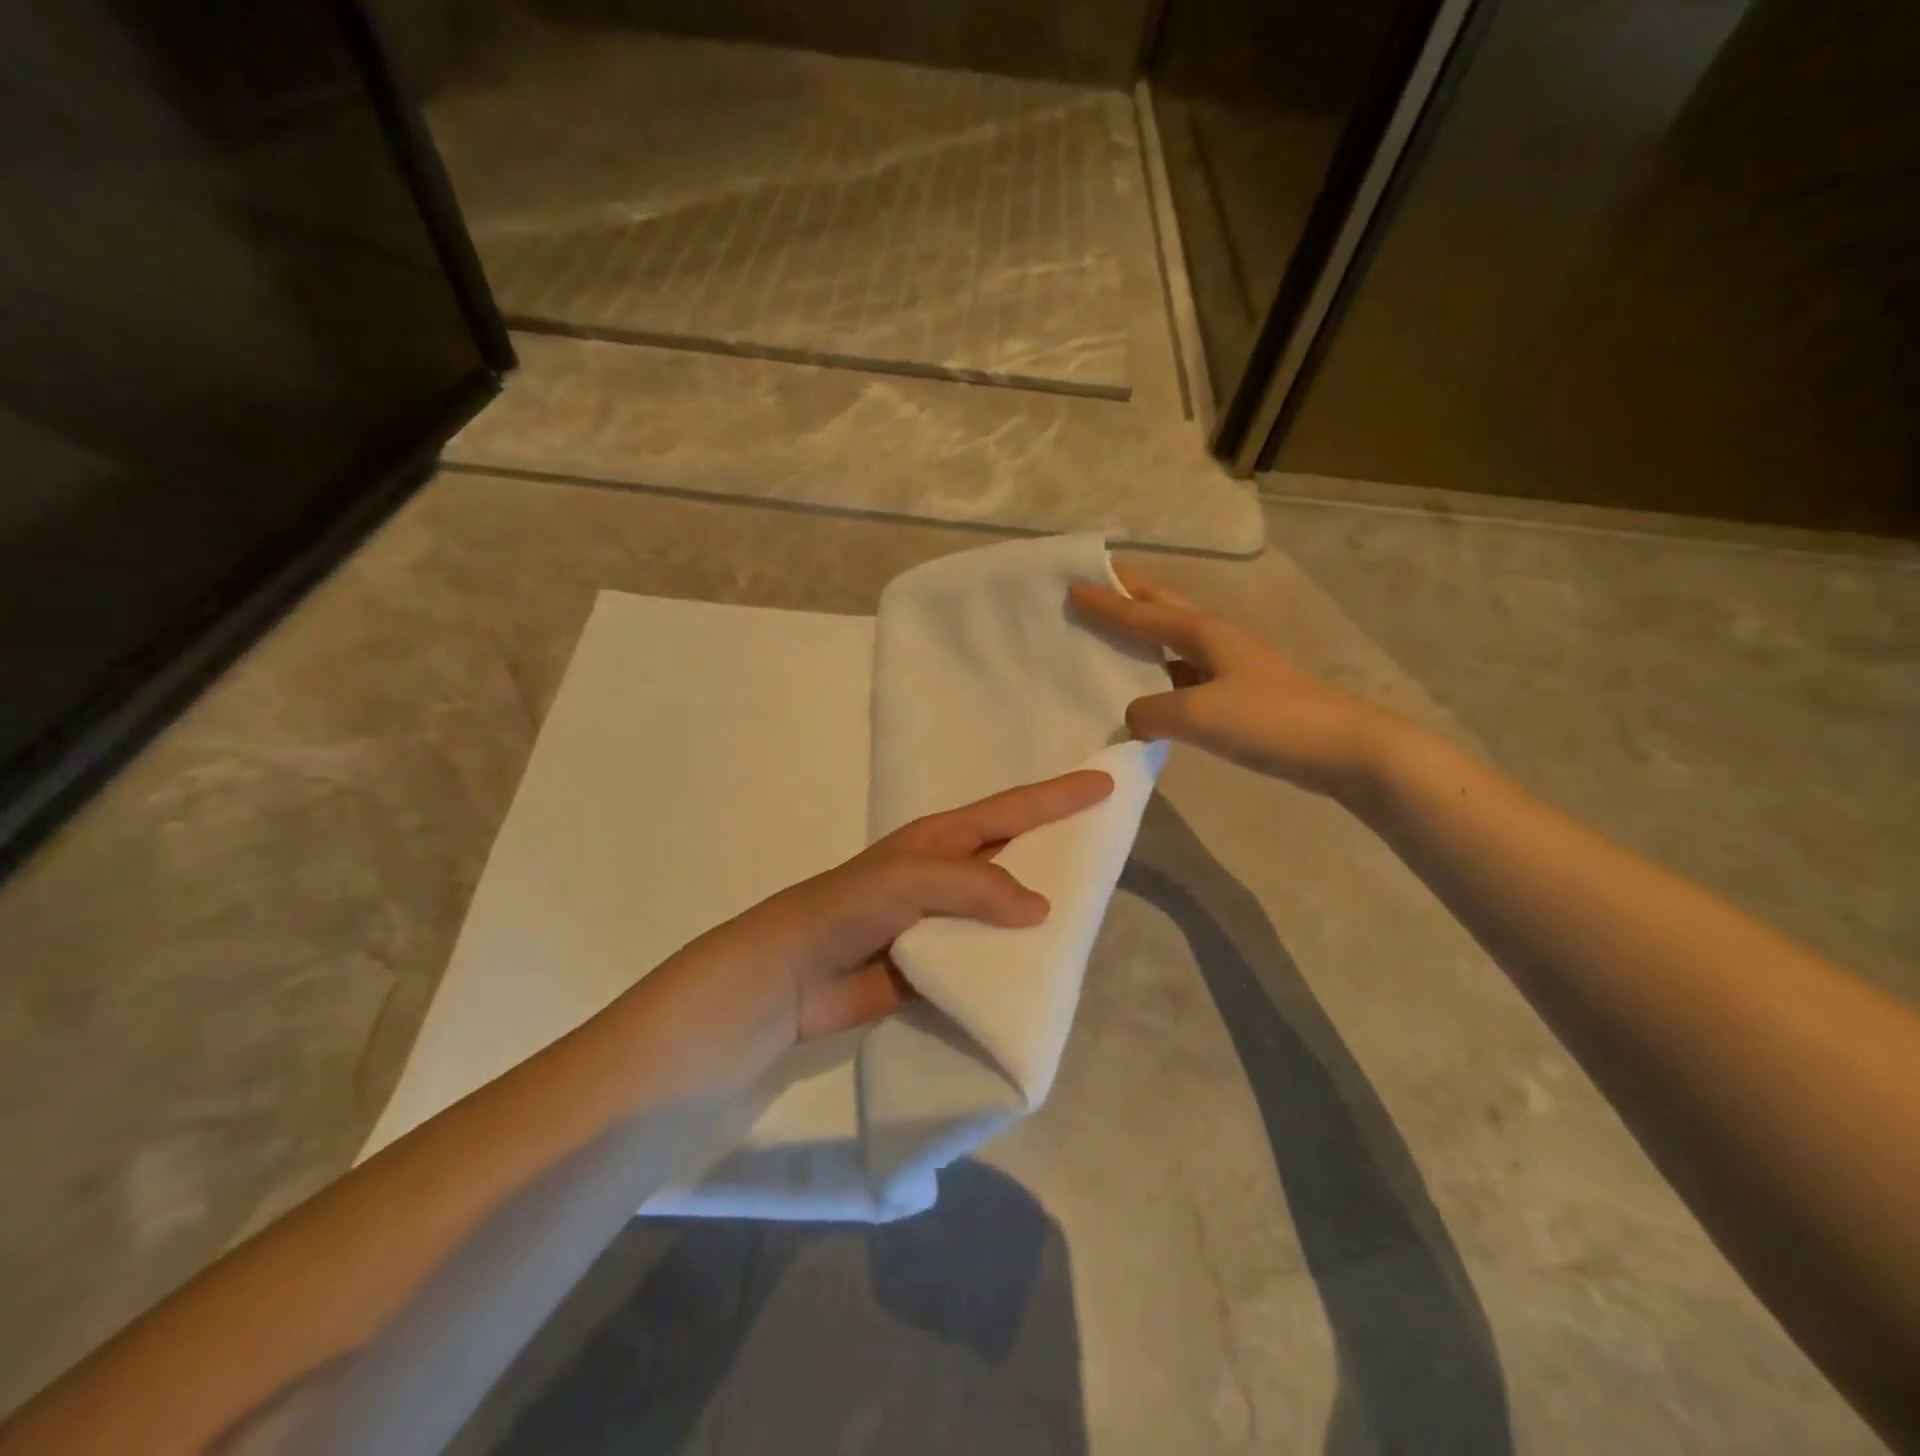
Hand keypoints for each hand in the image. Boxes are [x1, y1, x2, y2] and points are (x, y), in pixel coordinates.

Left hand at [673, 769, 1115, 1056]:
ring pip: (1006, 911)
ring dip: (1042, 914)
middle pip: (1015, 856)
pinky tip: (1048, 971)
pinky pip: (988, 958)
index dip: (1058, 797)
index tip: (1106, 785)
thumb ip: (975, 886)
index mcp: (941, 840)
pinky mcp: (938, 964)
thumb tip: (1042, 907)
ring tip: (1093, 917)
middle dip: (1059, 851)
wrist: (789, 977)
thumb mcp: (910, 880)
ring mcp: (943, 921)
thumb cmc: (846, 909)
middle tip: (1111, 852)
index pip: (1011, 810)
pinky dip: (1016, 962)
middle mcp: (947, 875)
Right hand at [1069, 566, 1402, 799]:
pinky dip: (1162, 675)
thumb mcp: (1197, 716)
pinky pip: (1187, 676)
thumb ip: (1152, 712)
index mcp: (1205, 633)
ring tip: (1115, 635)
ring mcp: (1233, 667)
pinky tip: (1151, 693)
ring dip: (1146, 634)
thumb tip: (1134, 716)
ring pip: (1176, 642)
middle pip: (1165, 608)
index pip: (1142, 614)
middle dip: (1131, 594)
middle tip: (1099, 582)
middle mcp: (1218, 640)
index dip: (1106, 602)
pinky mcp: (1242, 695)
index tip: (1072, 585)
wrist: (1344, 748)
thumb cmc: (1269, 720)